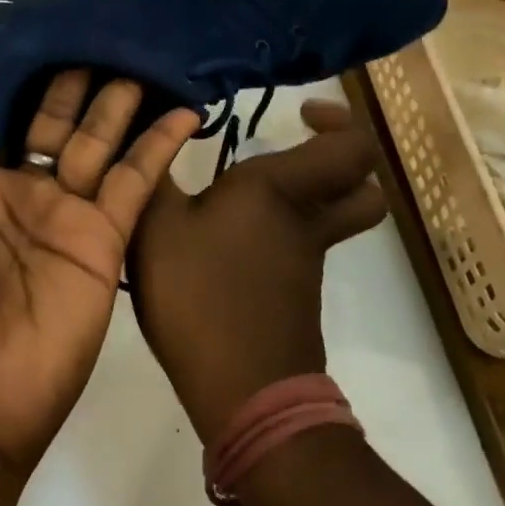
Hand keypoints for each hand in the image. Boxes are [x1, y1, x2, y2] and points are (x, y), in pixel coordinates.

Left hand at [0, 71, 199, 477]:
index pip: (4, 116)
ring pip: (101, 142)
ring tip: (140, 57)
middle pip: (58, 122)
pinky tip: (182, 110)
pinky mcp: (105, 238)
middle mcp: (24, 191)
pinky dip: (160, 146)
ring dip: (121, 103)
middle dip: (77, 82)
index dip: (22, 80)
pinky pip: (136, 181)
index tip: (41, 32)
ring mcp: (68, 214)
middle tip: (100, 32)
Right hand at [129, 99, 386, 442]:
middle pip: (361, 187)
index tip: (299, 112)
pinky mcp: (294, 293)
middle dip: (340, 159)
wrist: (244, 393)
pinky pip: (303, 245)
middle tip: (295, 144)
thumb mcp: (156, 226)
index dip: (339, 121)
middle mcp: (305, 219)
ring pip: (334, 216)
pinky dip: (283, 230)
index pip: (352, 147)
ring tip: (246, 186)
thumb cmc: (200, 294)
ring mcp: (305, 260)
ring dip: (310, 194)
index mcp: (280, 189)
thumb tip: (143, 131)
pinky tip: (227, 235)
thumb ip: (149, 176)